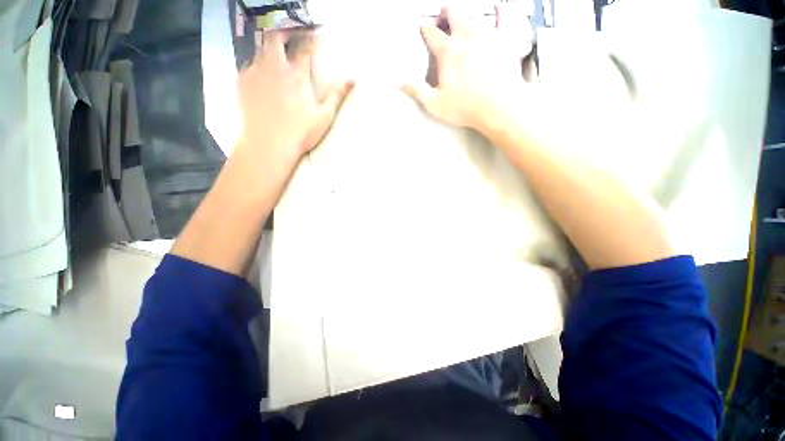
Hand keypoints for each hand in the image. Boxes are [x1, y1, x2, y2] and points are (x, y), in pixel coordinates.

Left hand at [236, 30, 352, 167]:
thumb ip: (337, 95)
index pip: (305, 48)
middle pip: (276, 38)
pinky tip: (263, 74)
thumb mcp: (324, 116)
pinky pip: (250, 64)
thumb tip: (352, 80)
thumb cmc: (301, 133)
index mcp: (297, 75)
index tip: (315, 34)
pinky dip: (258, 64)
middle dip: (285, 32)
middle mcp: (274, 67)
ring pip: (261, 49)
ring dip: (271, 49)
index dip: (311, 38)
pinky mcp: (243, 82)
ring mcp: (256, 73)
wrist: (269, 144)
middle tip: (292, 36)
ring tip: (278, 57)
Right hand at [401, 8, 528, 133]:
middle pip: (454, 15)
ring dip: (468, 14)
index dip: (425, 28)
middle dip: (447, 12)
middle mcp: (465, 37)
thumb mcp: (434, 103)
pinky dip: (502, 12)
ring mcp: (487, 35)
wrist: (499, 106)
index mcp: (447, 52)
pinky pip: (505, 18)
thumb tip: (396, 81)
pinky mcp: (505, 40)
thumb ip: (416, 90)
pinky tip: (501, 8)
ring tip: (465, 16)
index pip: (432, 33)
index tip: (423, 26)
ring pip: (475, 15)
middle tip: (444, 12)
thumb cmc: (464, 107)